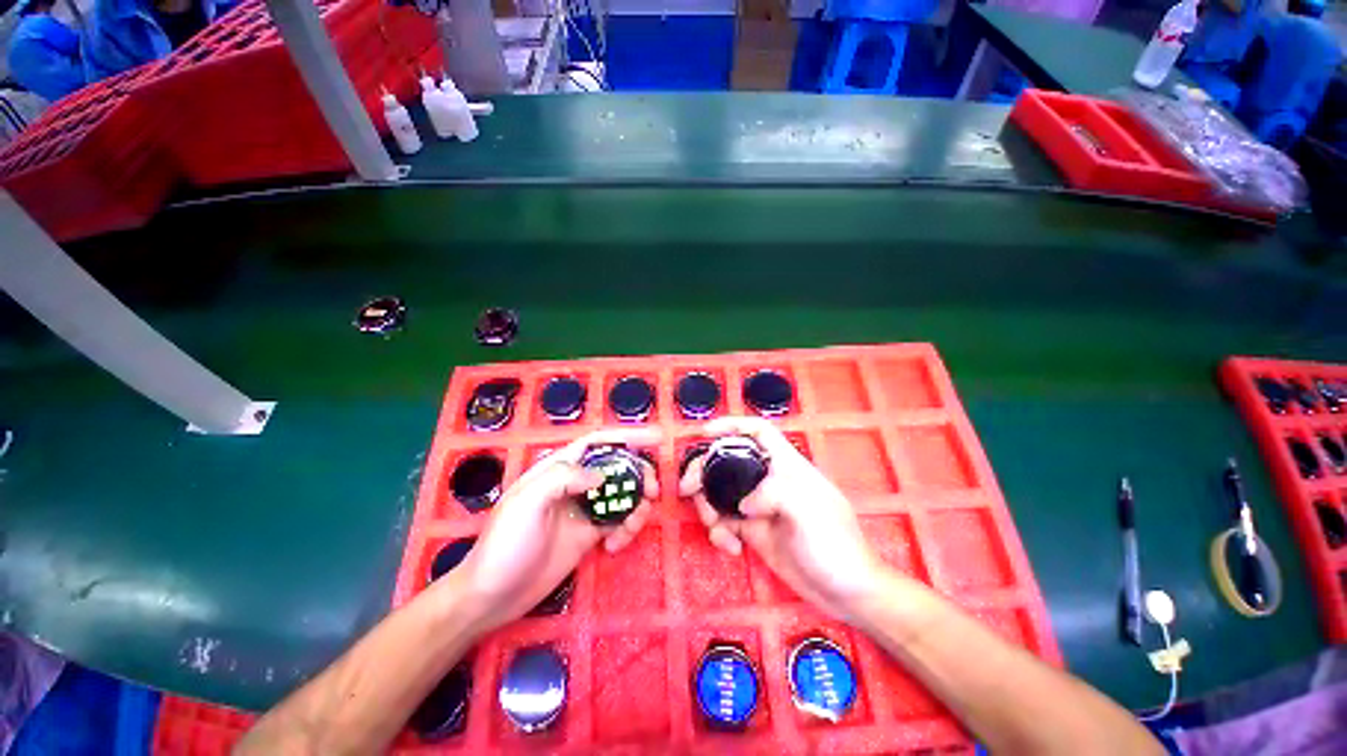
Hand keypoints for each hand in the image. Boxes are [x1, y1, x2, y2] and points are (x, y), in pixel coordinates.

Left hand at [447, 427, 661, 632]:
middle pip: (617, 468)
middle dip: (639, 475)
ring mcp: (583, 510)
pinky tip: (615, 546)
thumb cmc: (505, 544)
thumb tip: (601, 475)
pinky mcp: (589, 534)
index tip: (656, 438)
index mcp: (558, 469)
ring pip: (622, 496)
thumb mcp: (527, 502)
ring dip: (636, 506)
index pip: (598, 443)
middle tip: (652, 491)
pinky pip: (618, 523)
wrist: (492, 597)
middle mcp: (574, 484)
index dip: (627, 436)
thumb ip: (563, 477)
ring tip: (633, 525)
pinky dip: (626, 530)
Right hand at [680, 417, 882, 621]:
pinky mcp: (753, 531)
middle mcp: (769, 481)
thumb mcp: (808, 509)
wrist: (846, 593)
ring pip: (720, 492)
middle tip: (687, 489)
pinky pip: (724, 522)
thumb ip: (773, 493)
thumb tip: (743, 504)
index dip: (732, 425)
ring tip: (715, 528)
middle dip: (704, 471)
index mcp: (786, 465)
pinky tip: (730, 547)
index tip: (704, 432)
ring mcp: (759, 506)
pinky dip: (719, 532)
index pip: (759, 432)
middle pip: (728, 461)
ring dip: (708, 507)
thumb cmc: (835, 544)